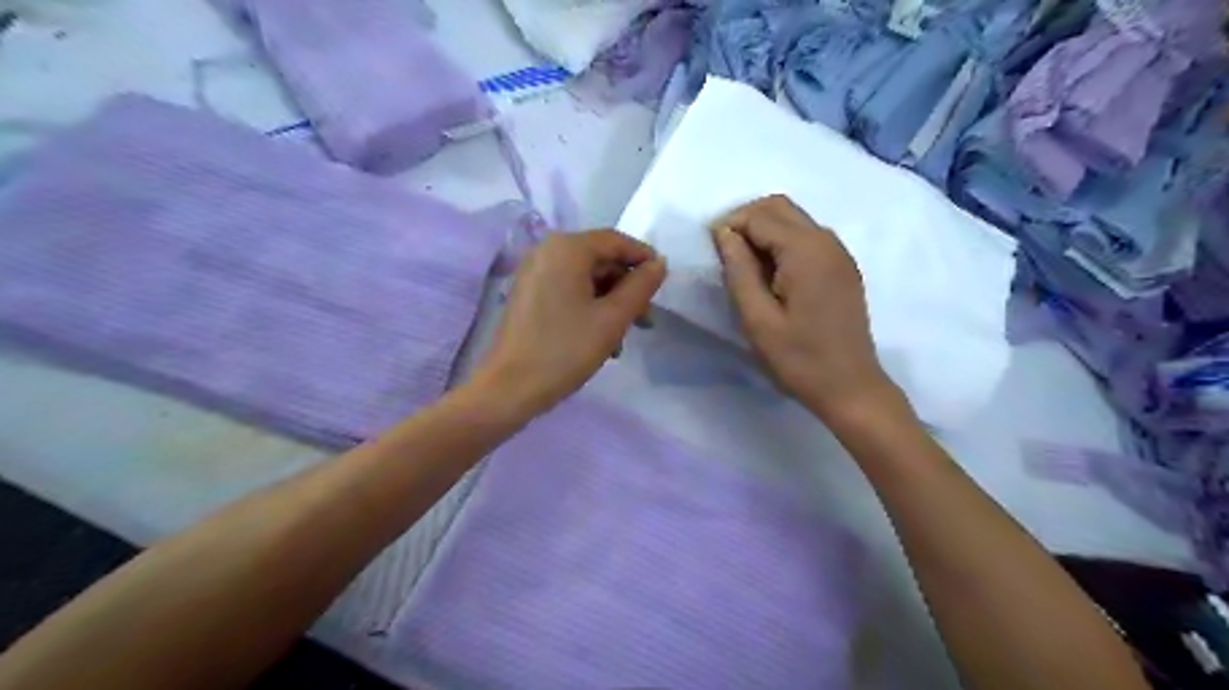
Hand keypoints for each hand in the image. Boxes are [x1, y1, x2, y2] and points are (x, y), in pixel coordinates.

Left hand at [474, 230, 666, 413]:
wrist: (510, 388)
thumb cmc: (565, 350)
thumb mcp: (613, 319)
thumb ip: (641, 286)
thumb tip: (659, 263)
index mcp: (567, 248)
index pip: (615, 241)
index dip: (643, 259)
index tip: (664, 285)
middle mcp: (547, 251)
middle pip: (600, 259)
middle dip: (626, 288)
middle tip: (645, 320)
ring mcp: (534, 273)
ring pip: (586, 278)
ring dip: (610, 303)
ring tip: (623, 339)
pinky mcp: (528, 295)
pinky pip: (568, 290)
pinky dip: (589, 308)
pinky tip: (600, 340)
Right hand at [712, 193, 898, 421]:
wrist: (850, 387)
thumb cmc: (799, 358)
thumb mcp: (758, 319)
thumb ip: (739, 270)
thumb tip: (724, 234)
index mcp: (806, 251)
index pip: (760, 216)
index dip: (729, 225)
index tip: (709, 250)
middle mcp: (827, 241)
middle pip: (780, 207)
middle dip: (746, 219)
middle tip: (724, 252)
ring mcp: (839, 253)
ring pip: (794, 219)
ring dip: (764, 230)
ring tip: (743, 264)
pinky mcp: (842, 267)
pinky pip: (807, 237)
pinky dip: (782, 242)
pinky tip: (770, 273)